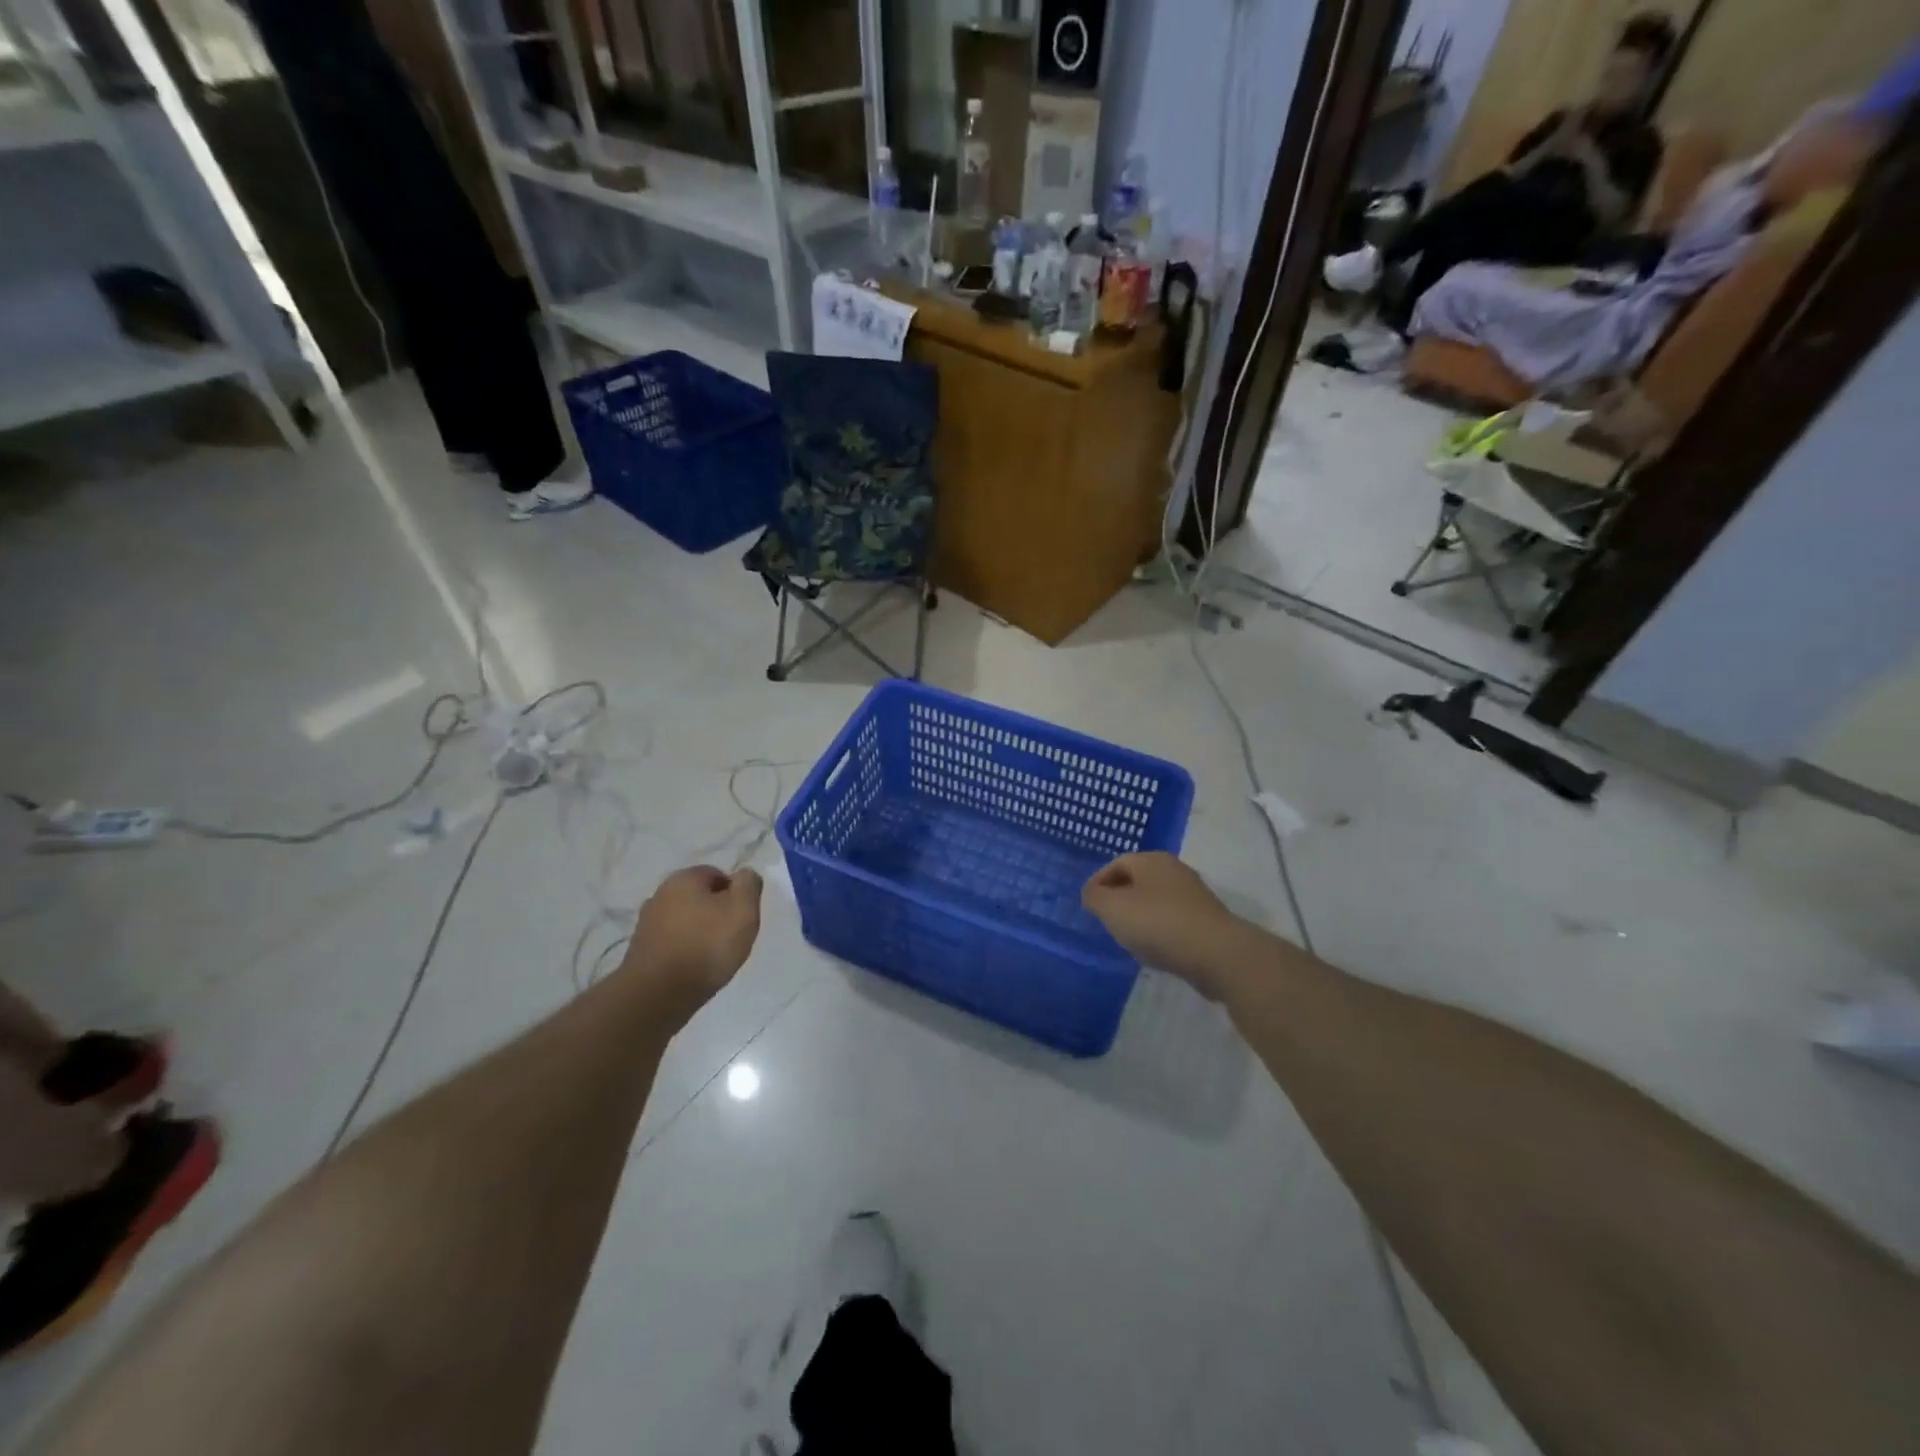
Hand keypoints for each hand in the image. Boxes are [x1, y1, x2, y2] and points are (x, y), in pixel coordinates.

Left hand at [620, 865, 762, 1015]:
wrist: (658, 994)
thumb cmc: (706, 945)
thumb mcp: (743, 910)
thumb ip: (748, 885)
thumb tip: (744, 874)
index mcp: (684, 878)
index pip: (718, 875)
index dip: (735, 895)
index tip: (741, 918)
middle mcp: (660, 894)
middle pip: (699, 898)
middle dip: (715, 913)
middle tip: (730, 937)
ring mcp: (646, 923)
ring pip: (684, 920)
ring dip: (698, 932)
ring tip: (711, 957)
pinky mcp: (640, 950)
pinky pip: (671, 942)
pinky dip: (683, 950)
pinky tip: (692, 968)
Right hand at [1082, 853, 1245, 999]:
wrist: (1216, 953)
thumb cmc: (1157, 923)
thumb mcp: (1112, 908)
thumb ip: (1095, 898)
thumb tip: (1092, 893)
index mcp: (1152, 860)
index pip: (1117, 863)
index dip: (1098, 881)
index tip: (1088, 904)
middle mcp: (1175, 870)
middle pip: (1138, 880)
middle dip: (1119, 898)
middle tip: (1105, 920)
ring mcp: (1194, 896)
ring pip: (1156, 901)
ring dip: (1139, 916)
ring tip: (1127, 939)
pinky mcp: (1206, 921)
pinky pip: (1173, 920)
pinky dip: (1159, 931)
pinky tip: (1155, 950)